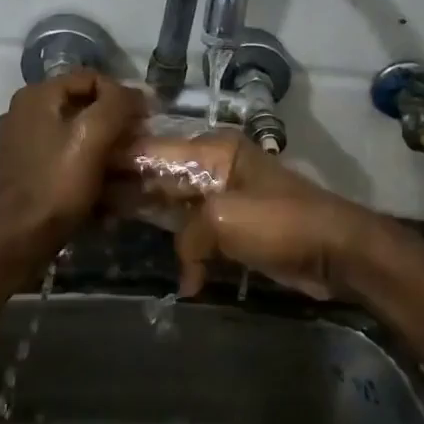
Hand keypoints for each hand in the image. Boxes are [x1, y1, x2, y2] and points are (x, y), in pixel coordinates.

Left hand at [0, 72, 147, 246]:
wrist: (17, 239)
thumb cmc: (57, 184)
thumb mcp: (93, 137)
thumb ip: (116, 104)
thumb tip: (133, 92)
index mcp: (37, 96)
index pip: (91, 78)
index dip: (122, 96)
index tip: (144, 122)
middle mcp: (23, 111)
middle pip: (81, 106)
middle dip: (113, 124)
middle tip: (137, 145)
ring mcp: (19, 142)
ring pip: (73, 133)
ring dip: (101, 147)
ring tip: (124, 169)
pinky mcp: (22, 169)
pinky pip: (61, 156)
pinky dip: (83, 165)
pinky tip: (101, 187)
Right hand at [116, 134, 386, 299]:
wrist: (338, 252)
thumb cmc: (282, 224)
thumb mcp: (225, 222)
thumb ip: (187, 234)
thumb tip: (183, 265)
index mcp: (213, 152)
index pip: (154, 150)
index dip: (119, 160)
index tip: (84, 169)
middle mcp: (216, 166)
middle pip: (161, 174)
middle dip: (130, 189)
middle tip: (91, 204)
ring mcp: (227, 195)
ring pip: (177, 203)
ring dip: (153, 218)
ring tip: (113, 227)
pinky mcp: (237, 225)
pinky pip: (198, 230)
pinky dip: (186, 248)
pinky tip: (177, 272)